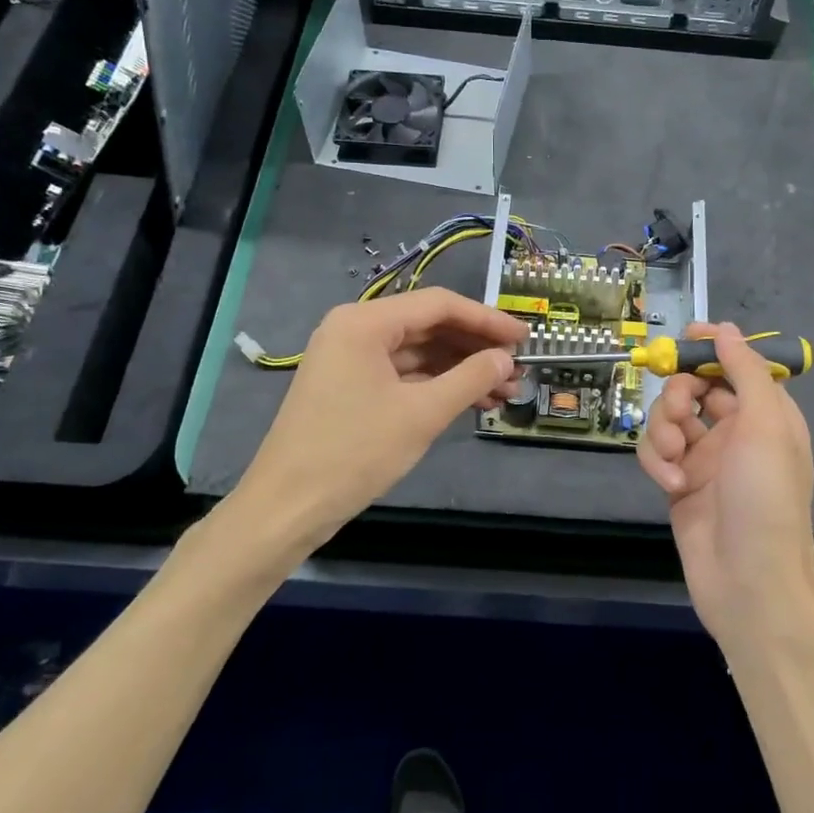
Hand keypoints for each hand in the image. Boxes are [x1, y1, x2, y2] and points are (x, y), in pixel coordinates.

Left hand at [226, 289, 527, 569]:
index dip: (487, 320)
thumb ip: (470, 378)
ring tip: (505, 391)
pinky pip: (403, 374)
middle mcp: (355, 329)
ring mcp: (351, 359)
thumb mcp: (422, 414)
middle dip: (476, 348)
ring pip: (419, 353)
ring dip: (461, 369)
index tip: (525, 337)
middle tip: (517, 369)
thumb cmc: (355, 452)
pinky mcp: (351, 386)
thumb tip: (505, 358)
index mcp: (365, 322)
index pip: (439, 305)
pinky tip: (473, 401)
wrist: (288, 507)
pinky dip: (437, 385)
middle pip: (429, 326)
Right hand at [636, 322, 813, 651]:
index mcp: (766, 414)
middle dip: (679, 395)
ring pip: (668, 419)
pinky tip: (671, 486)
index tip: (683, 339)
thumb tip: (725, 329)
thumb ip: (745, 372)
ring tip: (675, 460)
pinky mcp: (678, 483)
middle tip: (680, 411)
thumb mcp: (765, 426)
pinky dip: (657, 463)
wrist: (749, 580)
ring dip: (664, 432)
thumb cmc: (766, 497)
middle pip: (693, 388)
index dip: (710, 349)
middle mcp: (734, 431)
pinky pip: (656, 454)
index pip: (734, 366)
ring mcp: (704, 458)